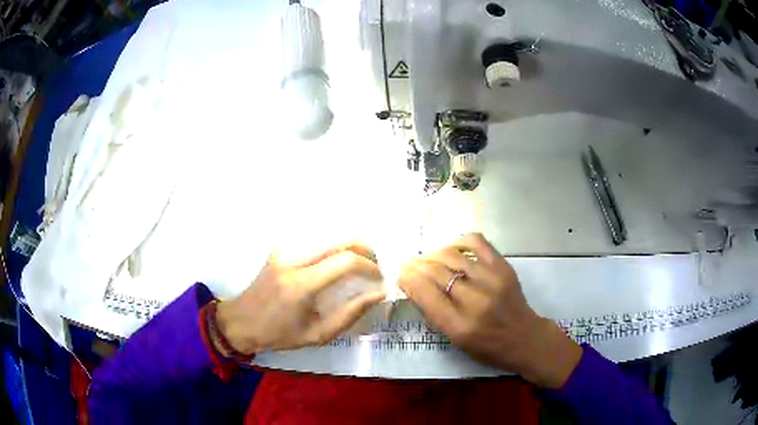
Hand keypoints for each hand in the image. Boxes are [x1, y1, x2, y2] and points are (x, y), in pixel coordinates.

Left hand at [215, 243, 384, 354]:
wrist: (242, 321)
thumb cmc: (280, 334)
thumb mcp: (318, 334)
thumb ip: (350, 314)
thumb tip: (378, 294)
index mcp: (301, 285)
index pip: (345, 261)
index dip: (369, 266)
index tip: (379, 278)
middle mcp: (293, 260)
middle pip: (339, 239)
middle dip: (365, 248)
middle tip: (375, 265)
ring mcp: (284, 250)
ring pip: (328, 234)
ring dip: (350, 245)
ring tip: (360, 263)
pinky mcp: (280, 248)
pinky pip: (313, 239)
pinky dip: (332, 246)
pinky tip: (336, 261)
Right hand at [399, 233, 581, 388]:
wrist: (523, 337)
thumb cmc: (486, 346)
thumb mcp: (454, 339)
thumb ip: (433, 312)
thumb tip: (413, 284)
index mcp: (459, 326)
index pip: (426, 293)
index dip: (409, 279)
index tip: (400, 274)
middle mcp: (475, 301)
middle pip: (436, 272)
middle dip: (417, 265)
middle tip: (409, 264)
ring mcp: (492, 280)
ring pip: (452, 255)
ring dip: (433, 254)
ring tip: (427, 258)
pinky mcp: (504, 267)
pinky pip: (477, 242)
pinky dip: (459, 241)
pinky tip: (452, 249)